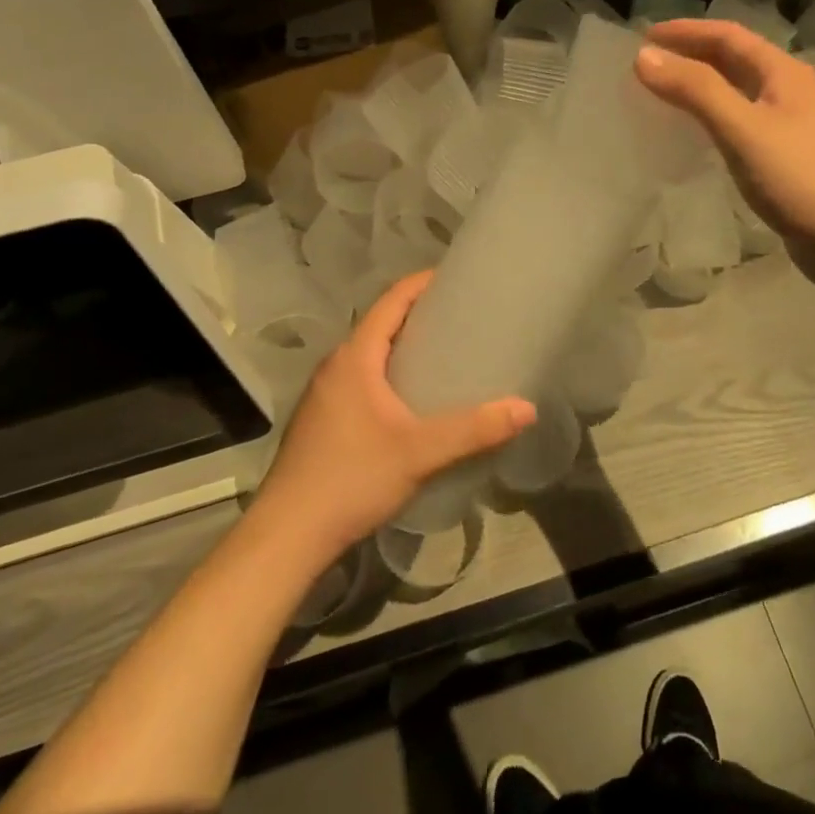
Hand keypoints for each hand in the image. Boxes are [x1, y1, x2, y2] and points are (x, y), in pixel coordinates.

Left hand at [251, 273, 534, 566]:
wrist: (287, 535)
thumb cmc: (352, 478)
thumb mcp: (420, 453)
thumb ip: (474, 430)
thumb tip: (526, 408)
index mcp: (355, 357)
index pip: (391, 300)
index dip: (422, 283)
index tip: (457, 278)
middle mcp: (335, 366)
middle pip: (381, 324)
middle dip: (419, 315)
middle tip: (463, 319)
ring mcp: (324, 394)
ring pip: (369, 355)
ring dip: (403, 347)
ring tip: (444, 356)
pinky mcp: (321, 420)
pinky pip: (361, 379)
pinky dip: (389, 374)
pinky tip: (411, 402)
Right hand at [635, 19, 814, 261]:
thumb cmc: (797, 176)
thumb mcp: (741, 127)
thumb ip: (694, 90)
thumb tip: (643, 56)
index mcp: (782, 72)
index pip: (728, 35)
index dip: (685, 31)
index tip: (643, 36)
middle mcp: (788, 88)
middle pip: (734, 59)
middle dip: (691, 54)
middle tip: (648, 62)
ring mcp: (789, 122)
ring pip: (736, 89)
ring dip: (700, 84)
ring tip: (663, 90)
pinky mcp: (784, 153)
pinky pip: (739, 119)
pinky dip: (711, 113)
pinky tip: (695, 130)